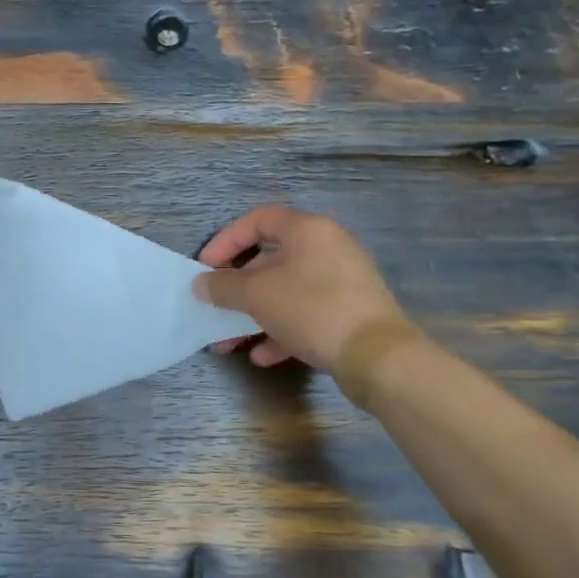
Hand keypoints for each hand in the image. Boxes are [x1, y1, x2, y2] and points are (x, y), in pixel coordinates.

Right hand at [193, 207, 407, 370]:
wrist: (377, 356)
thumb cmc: (312, 309)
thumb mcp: (257, 295)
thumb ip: (223, 287)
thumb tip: (201, 285)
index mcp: (307, 230)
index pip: (258, 220)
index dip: (225, 241)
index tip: (204, 268)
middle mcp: (326, 248)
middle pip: (270, 260)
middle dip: (236, 288)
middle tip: (215, 308)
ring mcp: (341, 282)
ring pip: (285, 292)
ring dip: (253, 315)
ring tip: (229, 343)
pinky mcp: (348, 313)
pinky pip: (305, 314)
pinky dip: (281, 331)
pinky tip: (263, 356)